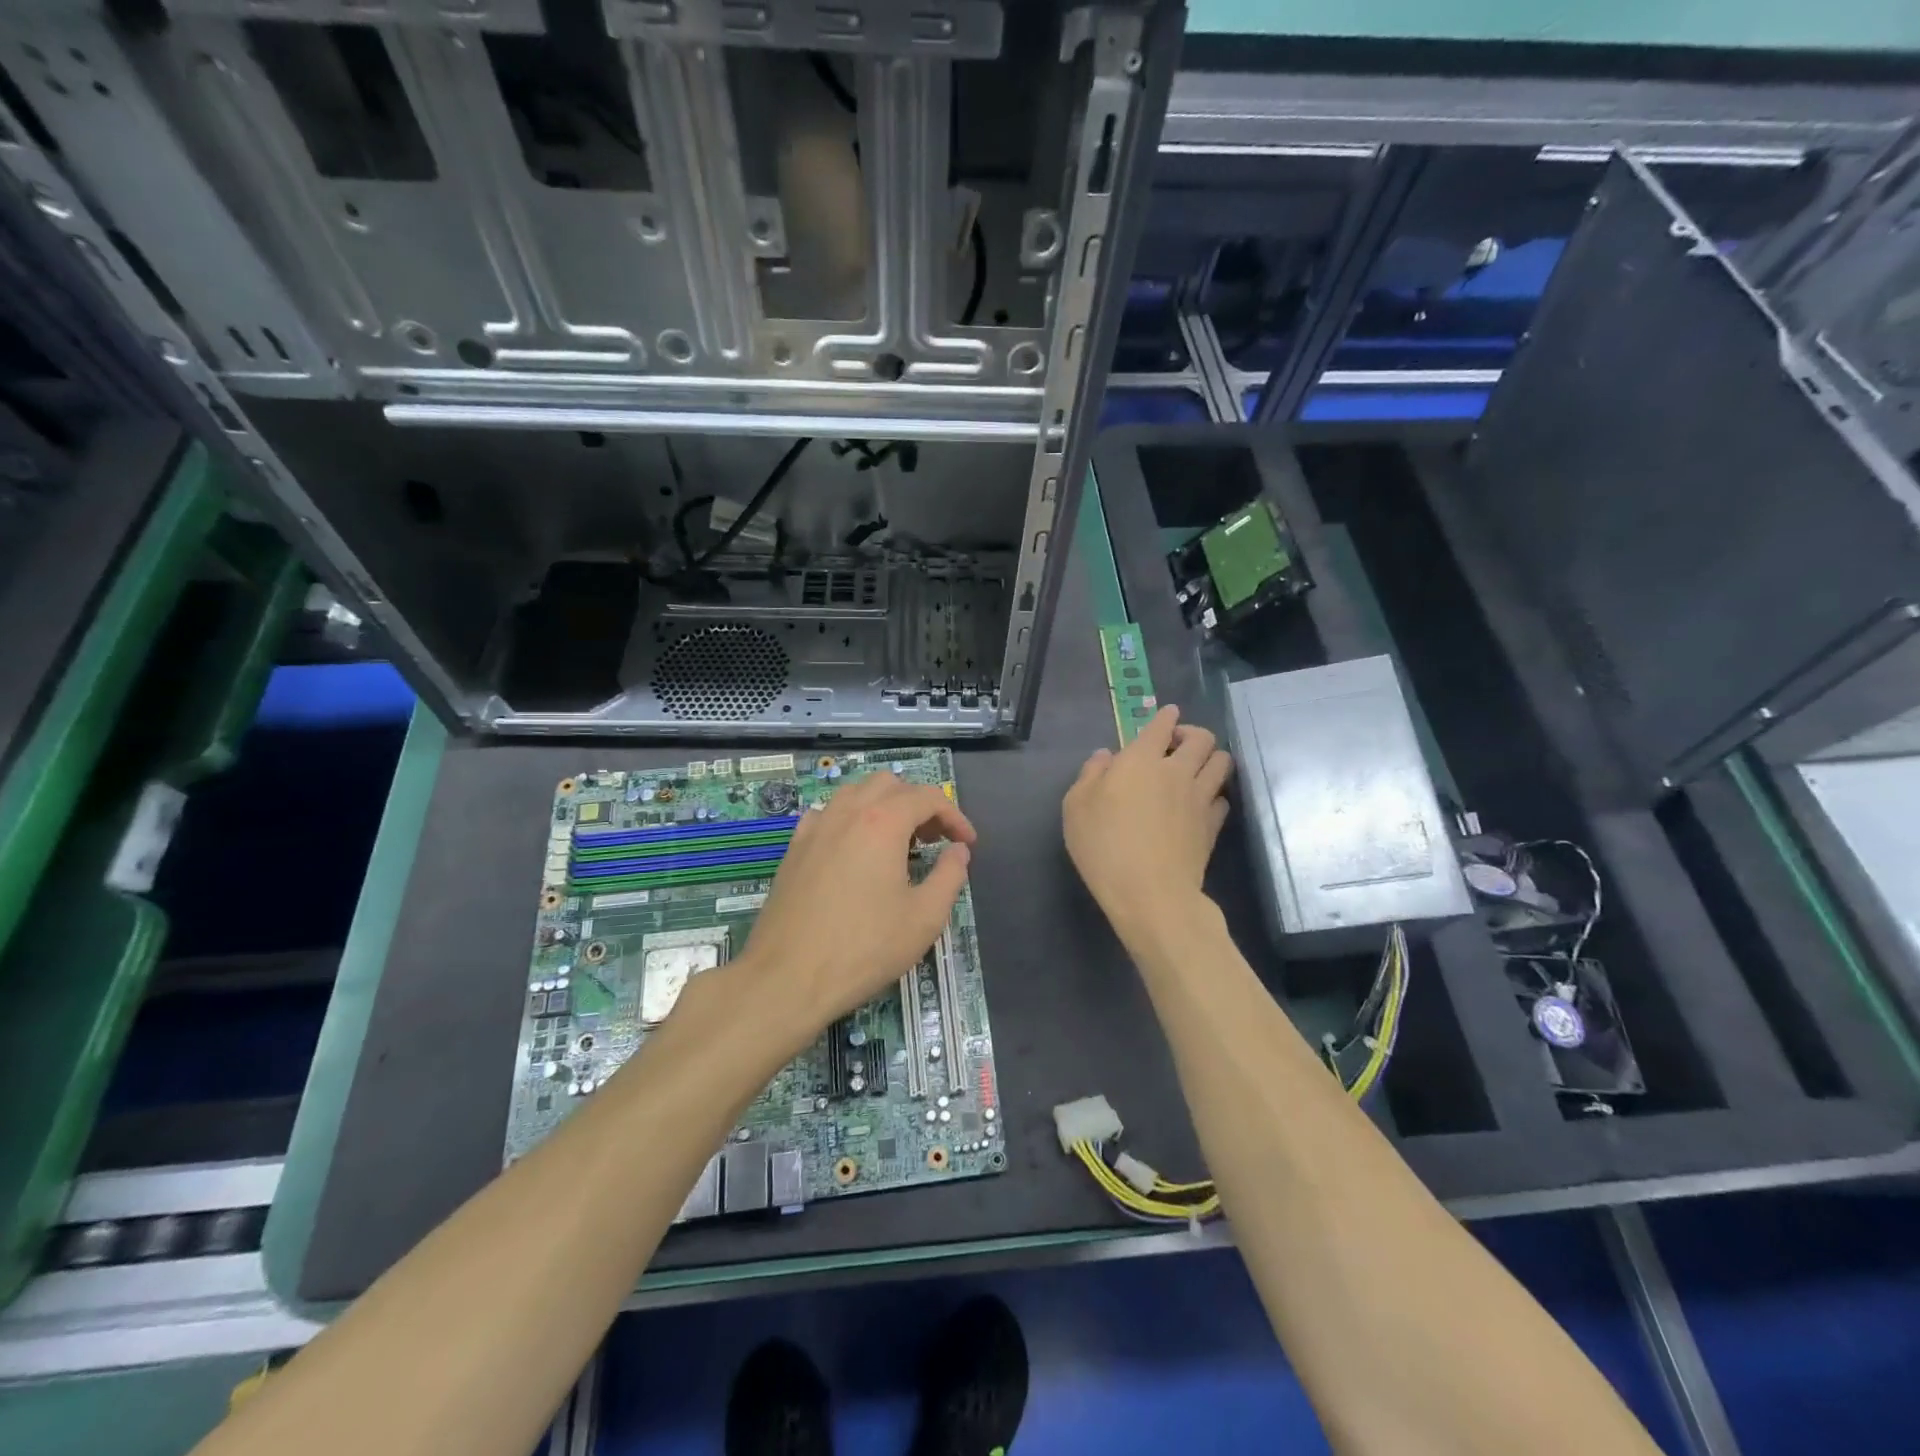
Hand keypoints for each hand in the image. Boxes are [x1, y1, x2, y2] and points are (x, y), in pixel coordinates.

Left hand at [740, 771, 975, 1030]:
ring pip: (855, 793)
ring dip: (883, 806)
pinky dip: (851, 819)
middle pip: (890, 785)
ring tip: (898, 842)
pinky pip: (828, 813)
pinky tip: (855, 849)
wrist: (787, 977)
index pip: (928, 797)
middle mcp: (847, 812)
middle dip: (919, 804)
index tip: (967, 844)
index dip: (954, 816)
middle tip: (934, 840)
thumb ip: (949, 876)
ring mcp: (815, 827)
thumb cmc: (864, 948)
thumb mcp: (924, 917)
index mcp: (882, 822)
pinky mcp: (794, 847)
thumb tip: (958, 851)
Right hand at [1063, 705, 1232, 941]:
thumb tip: (1105, 757)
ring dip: (1211, 758)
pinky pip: (1223, 798)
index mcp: (1140, 760)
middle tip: (1178, 745)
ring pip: (1222, 762)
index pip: (1161, 725)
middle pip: (1203, 738)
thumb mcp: (1076, 808)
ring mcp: (1200, 798)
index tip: (1167, 716)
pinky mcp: (1213, 826)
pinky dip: (1215, 794)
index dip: (1165, 717)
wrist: (1150, 893)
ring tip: (1196, 768)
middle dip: (1192, 733)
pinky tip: (1202, 803)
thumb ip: (1090, 775)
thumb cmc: (1104, 846)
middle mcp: (1177, 771)